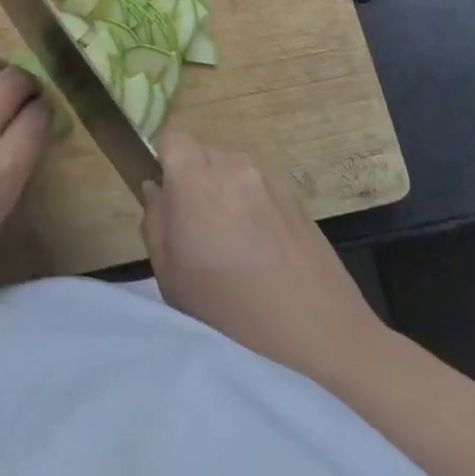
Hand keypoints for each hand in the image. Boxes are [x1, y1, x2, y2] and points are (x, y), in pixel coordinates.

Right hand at [142, 132, 380, 392]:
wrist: (318, 337)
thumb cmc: (230, 312)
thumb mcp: (170, 276)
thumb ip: (155, 221)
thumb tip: (157, 189)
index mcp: (196, 179)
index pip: (171, 138)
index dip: (164, 162)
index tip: (168, 197)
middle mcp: (233, 166)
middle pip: (203, 152)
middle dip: (193, 177)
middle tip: (197, 225)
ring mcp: (269, 179)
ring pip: (232, 168)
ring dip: (224, 190)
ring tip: (232, 240)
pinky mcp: (296, 198)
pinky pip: (259, 186)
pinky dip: (252, 204)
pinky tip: (262, 248)